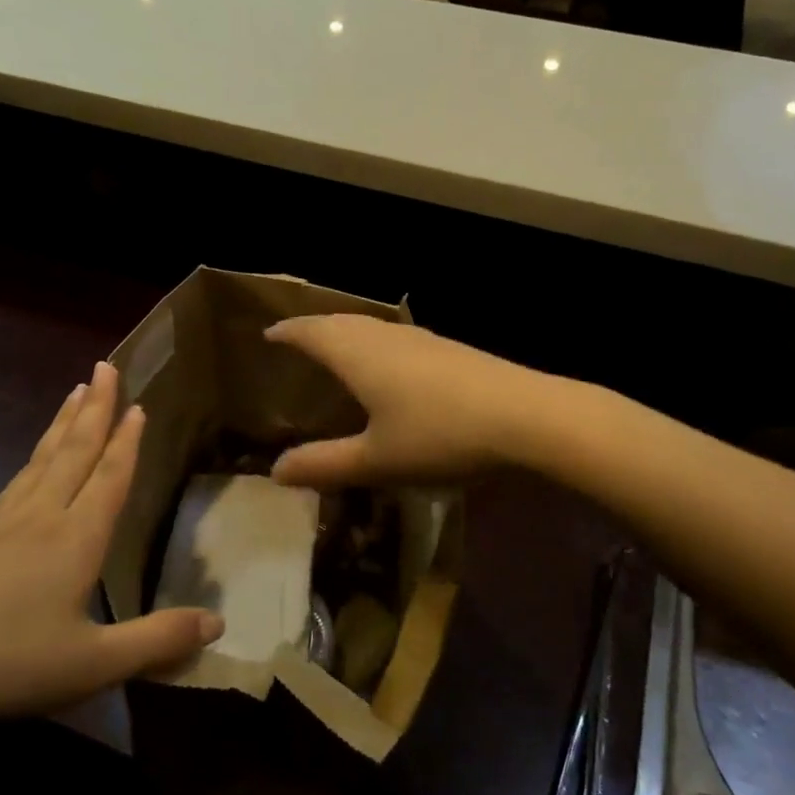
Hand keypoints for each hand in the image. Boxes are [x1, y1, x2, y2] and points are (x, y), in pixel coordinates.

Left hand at [0, 363, 221, 741]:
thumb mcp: (90, 665)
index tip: (138, 403)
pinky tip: (26, 471)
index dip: (127, 441)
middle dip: (95, 408)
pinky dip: (29, 462)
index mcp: (74, 538)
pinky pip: (10, 486)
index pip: (109, 476)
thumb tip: (219, 622)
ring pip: (39, 461)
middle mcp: (38, 519)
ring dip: (62, 425)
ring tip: (74, 394)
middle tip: (105, 366)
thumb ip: (156, 642)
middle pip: (73, 451)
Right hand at [264, 316, 540, 488]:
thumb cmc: (440, 436)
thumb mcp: (377, 460)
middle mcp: (387, 336)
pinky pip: (396, 337)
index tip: (269, 334)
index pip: (312, 332)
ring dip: (348, 333)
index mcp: (359, 354)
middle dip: (315, 328)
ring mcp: (422, 339)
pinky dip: (376, 344)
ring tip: (338, 349)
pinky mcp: (450, 349)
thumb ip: (325, 464)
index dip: (288, 332)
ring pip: (372, 327)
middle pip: (341, 322)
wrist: (525, 416)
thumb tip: (276, 471)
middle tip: (297, 339)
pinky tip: (391, 365)